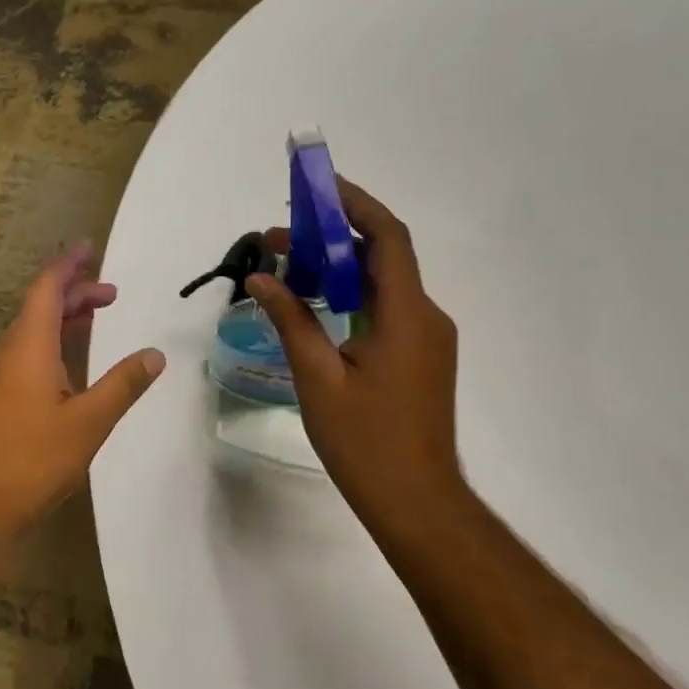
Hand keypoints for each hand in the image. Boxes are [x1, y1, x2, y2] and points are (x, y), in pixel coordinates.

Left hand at [0, 243, 164, 534]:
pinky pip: (26, 356)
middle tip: (111, 294)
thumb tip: (155, 354)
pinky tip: (69, 369)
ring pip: (32, 333)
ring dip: (63, 321)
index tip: (90, 248)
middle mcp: (9, 353)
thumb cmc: (29, 458)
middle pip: (40, 307)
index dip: (69, 265)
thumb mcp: (87, 422)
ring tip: (95, 319)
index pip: (48, 288)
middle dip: (75, 294)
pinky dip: (52, 346)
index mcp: (28, 346)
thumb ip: (123, 385)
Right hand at [247, 177, 464, 524]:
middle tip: (279, 236)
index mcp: (406, 314)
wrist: (416, 502)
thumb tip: (261, 277)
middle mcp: (426, 316)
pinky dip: (352, 295)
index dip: (355, 204)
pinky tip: (317, 304)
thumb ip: (291, 319)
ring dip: (339, 268)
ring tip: (288, 266)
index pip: (387, 237)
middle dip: (332, 237)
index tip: (318, 187)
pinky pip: (387, 309)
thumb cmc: (365, 441)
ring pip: (384, 284)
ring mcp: (428, 339)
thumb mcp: (318, 377)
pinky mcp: (421, 358)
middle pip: (383, 256)